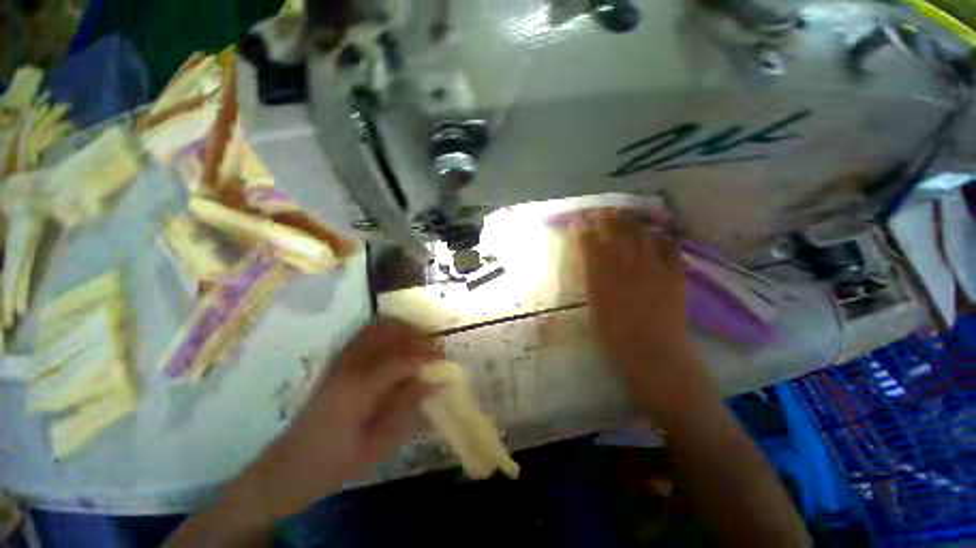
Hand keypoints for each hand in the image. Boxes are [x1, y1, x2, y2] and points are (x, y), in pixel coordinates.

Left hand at [237, 320, 443, 518]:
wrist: (289, 468)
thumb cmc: (334, 462)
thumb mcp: (377, 444)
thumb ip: (407, 408)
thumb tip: (434, 383)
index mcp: (358, 388)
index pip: (400, 359)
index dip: (426, 357)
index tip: (444, 362)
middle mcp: (349, 365)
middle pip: (389, 333)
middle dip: (416, 337)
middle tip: (433, 350)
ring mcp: (341, 360)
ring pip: (377, 328)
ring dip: (403, 330)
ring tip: (420, 344)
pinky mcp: (338, 362)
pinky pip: (366, 335)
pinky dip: (388, 333)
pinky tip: (398, 345)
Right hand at [571, 210, 706, 410]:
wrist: (656, 357)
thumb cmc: (615, 340)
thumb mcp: (594, 309)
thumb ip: (592, 282)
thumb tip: (590, 264)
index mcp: (604, 278)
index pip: (591, 245)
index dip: (583, 230)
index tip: (577, 221)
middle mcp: (628, 267)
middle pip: (617, 233)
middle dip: (606, 219)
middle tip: (600, 212)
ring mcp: (654, 269)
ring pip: (643, 235)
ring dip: (632, 223)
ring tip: (626, 217)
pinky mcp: (675, 276)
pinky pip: (670, 248)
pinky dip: (662, 238)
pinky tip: (657, 234)